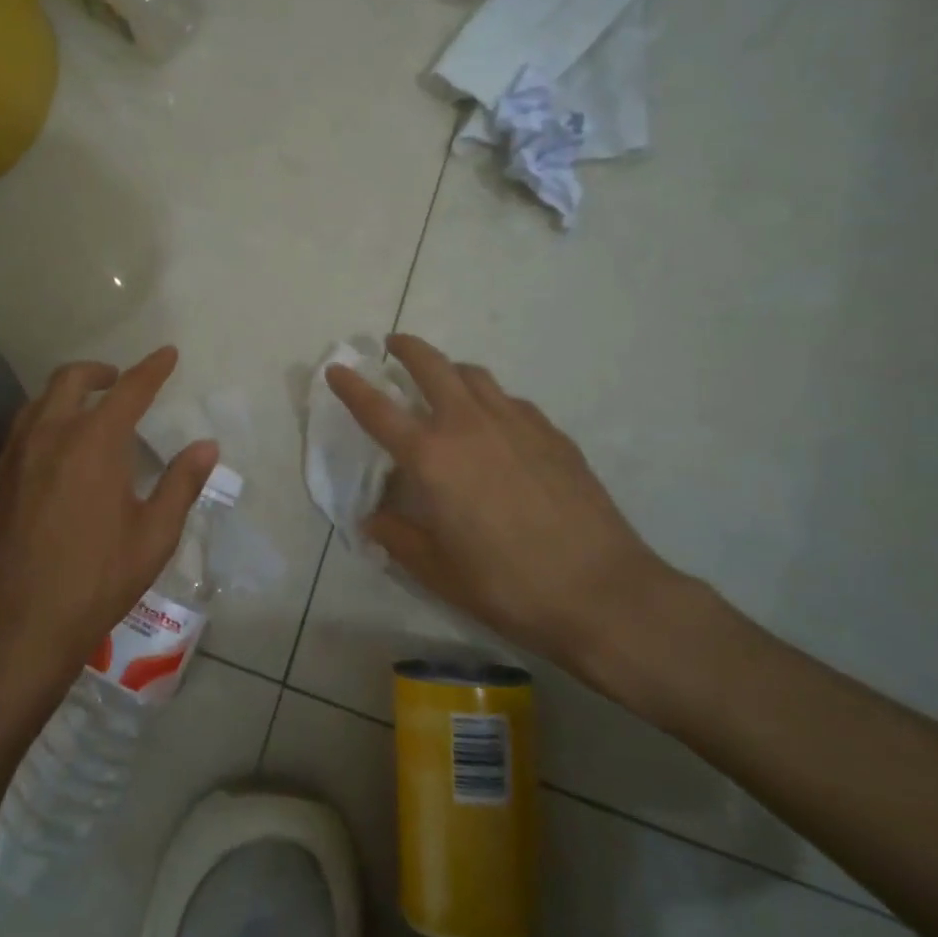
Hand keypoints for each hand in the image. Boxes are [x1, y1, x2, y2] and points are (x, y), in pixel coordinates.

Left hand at [0, 347, 218, 707]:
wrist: (14, 625)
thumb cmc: (95, 580)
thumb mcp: (153, 536)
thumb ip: (181, 484)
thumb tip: (206, 446)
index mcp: (94, 442)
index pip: (129, 390)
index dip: (152, 369)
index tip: (167, 354)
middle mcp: (50, 435)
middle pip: (72, 380)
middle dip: (101, 372)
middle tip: (120, 381)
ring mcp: (15, 456)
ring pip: (39, 401)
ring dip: (67, 393)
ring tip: (88, 411)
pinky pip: (21, 430)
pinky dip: (44, 420)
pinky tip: (55, 450)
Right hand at [326, 334, 690, 700]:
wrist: (600, 591)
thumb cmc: (506, 585)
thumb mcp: (436, 570)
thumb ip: (397, 538)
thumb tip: (373, 520)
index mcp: (432, 457)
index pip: (378, 410)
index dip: (351, 386)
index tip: (336, 368)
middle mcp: (469, 426)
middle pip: (432, 366)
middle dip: (407, 348)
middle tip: (393, 345)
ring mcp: (517, 424)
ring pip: (476, 376)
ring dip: (451, 369)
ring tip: (444, 381)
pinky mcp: (553, 434)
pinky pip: (512, 401)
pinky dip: (492, 399)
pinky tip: (497, 424)